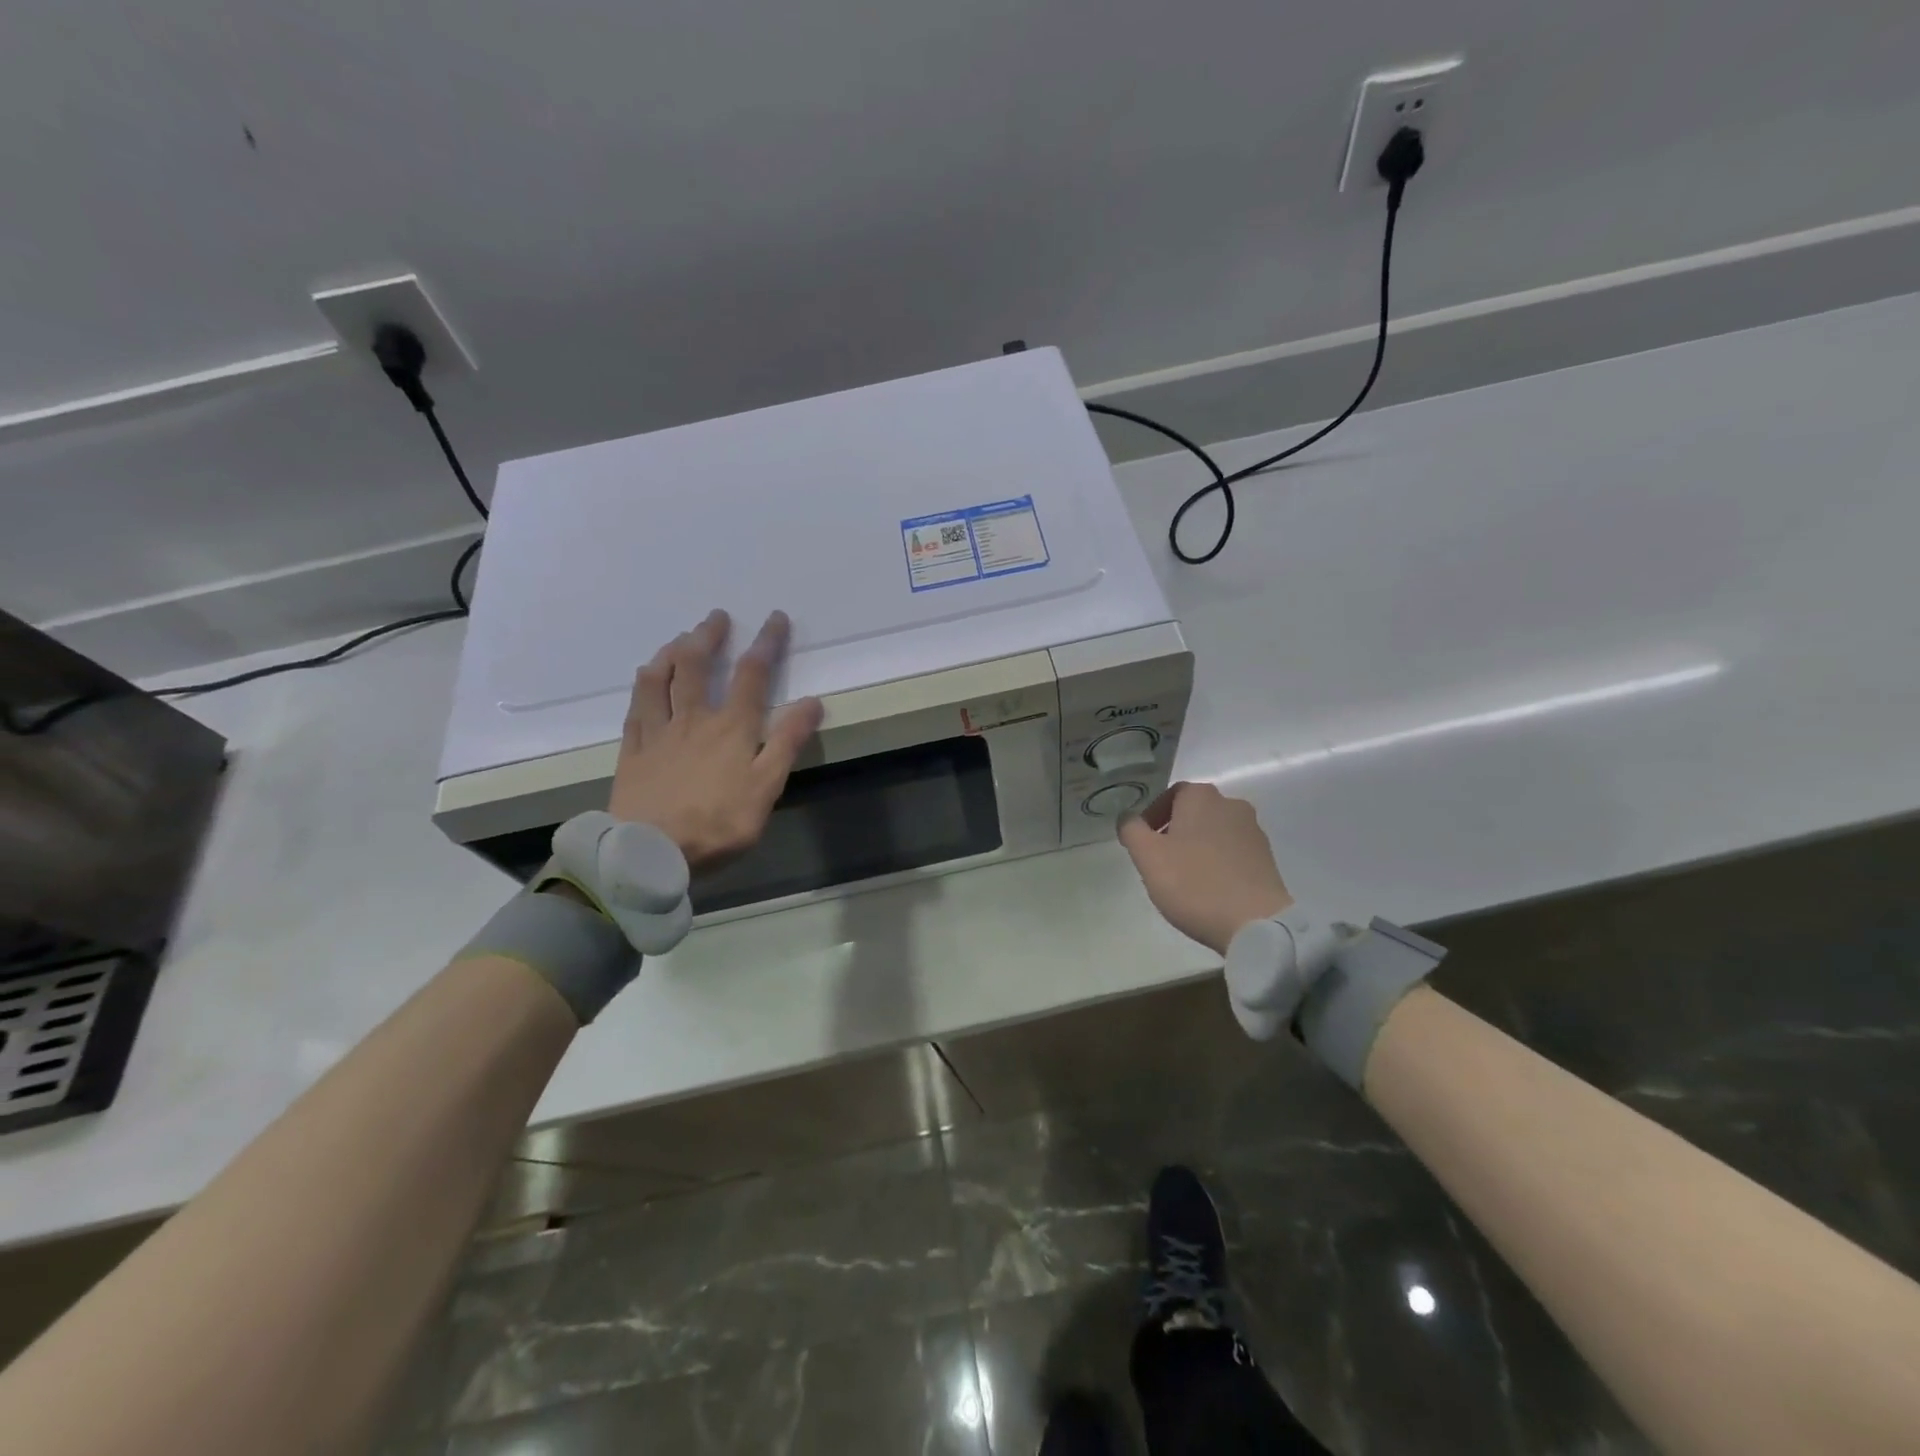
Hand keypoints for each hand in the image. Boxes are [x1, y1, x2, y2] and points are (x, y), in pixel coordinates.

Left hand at [607, 609, 823, 867]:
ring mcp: (658, 733)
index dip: (766, 643)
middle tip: (716, 617)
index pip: (752, 674)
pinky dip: (644, 684)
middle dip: (709, 636)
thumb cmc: (717, 824)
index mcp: (731, 728)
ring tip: (680, 638)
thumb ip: (787, 743)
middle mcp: (693, 719)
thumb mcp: (766, 788)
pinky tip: (646, 677)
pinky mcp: (633, 751)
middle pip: (697, 665)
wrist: (650, 852)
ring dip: (671, 651)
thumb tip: (812, 702)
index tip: (774, 619)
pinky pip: (636, 707)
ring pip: (660, 679)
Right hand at [1117, 781, 1293, 954]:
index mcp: (1201, 796)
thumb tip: (1127, 817)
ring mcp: (1254, 831)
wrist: (1256, 923)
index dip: (1152, 815)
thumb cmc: (1194, 883)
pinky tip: (1209, 888)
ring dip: (1196, 847)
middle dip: (1174, 831)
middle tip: (1159, 860)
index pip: (1171, 794)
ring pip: (1214, 832)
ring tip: (1183, 877)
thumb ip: (1131, 830)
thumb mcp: (1148, 856)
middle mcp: (1231, 805)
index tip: (1142, 841)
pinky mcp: (1267, 858)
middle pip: (1194, 812)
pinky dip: (1217, 862)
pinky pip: (1232, 852)